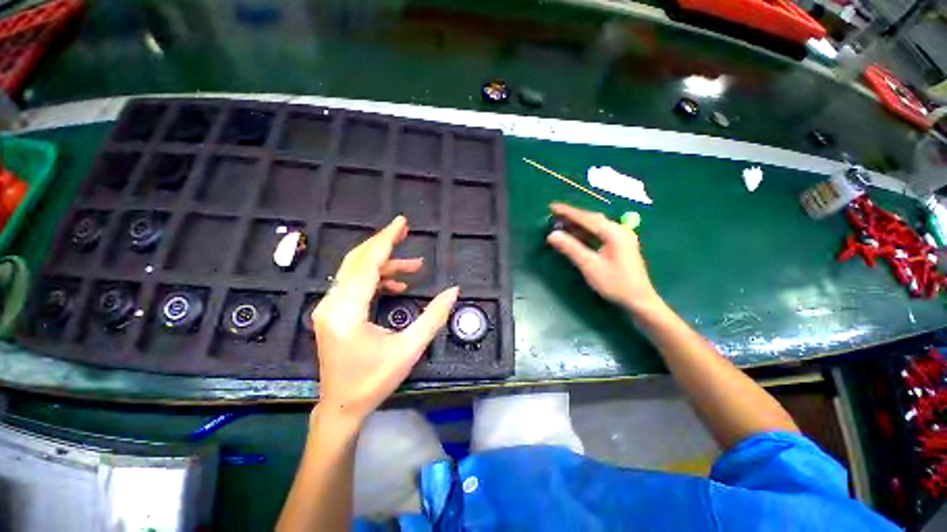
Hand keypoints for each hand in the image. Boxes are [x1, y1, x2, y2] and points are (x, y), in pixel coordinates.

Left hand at [311, 215, 458, 421]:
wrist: (342, 406)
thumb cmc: (374, 380)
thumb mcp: (409, 349)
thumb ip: (433, 317)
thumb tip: (453, 291)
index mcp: (346, 311)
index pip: (367, 264)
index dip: (385, 241)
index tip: (401, 222)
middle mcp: (332, 304)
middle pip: (357, 261)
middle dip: (382, 244)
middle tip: (404, 231)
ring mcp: (330, 308)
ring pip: (356, 272)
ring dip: (385, 265)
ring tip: (414, 266)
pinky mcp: (334, 313)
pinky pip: (356, 285)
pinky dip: (378, 279)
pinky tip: (398, 285)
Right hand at [546, 203, 661, 314]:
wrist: (638, 300)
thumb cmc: (615, 283)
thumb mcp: (590, 265)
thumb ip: (571, 248)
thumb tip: (552, 235)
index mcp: (614, 232)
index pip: (587, 218)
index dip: (568, 212)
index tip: (552, 207)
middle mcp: (619, 230)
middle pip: (592, 219)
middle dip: (572, 217)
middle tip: (553, 215)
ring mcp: (621, 237)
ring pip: (596, 226)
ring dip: (578, 225)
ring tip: (560, 224)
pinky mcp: (620, 245)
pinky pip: (599, 233)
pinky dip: (585, 233)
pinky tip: (576, 235)